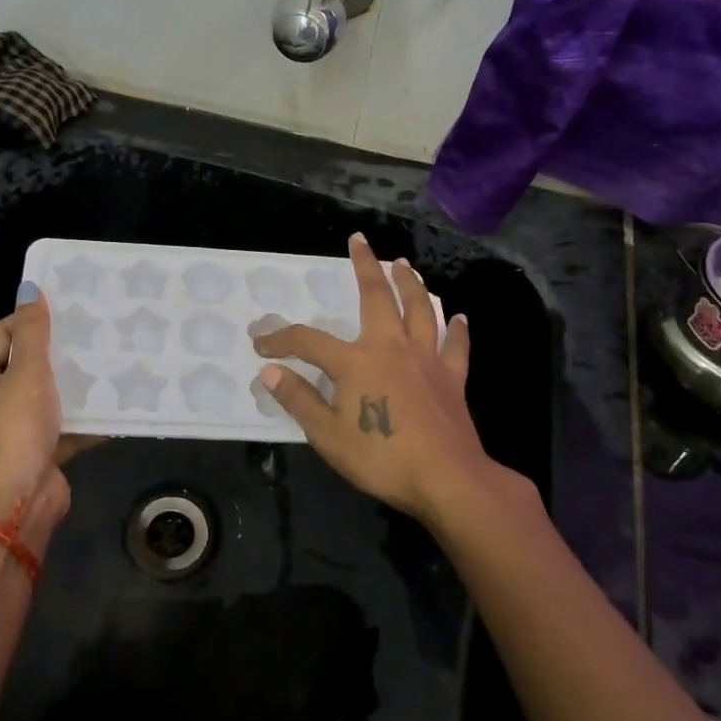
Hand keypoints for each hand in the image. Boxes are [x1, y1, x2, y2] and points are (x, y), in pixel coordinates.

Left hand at [0, 284, 92, 554]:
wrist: (18, 503)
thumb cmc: (15, 430)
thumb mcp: (26, 373)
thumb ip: (32, 333)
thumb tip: (29, 289)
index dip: (27, 320)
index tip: (63, 310)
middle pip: (22, 366)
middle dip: (55, 352)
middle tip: (90, 333)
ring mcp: (13, 431)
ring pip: (46, 398)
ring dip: (72, 385)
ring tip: (107, 362)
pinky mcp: (37, 453)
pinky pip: (63, 427)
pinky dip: (83, 418)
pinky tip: (114, 404)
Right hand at [253, 234, 488, 520]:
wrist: (447, 480)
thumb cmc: (382, 458)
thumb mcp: (327, 435)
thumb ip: (299, 400)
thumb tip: (270, 372)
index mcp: (355, 362)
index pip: (308, 341)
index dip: (280, 339)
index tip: (261, 343)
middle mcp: (391, 348)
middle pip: (377, 297)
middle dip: (365, 267)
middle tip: (360, 241)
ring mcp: (426, 360)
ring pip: (419, 310)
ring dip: (411, 284)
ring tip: (404, 265)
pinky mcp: (451, 378)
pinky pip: (455, 346)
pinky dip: (456, 330)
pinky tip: (459, 317)